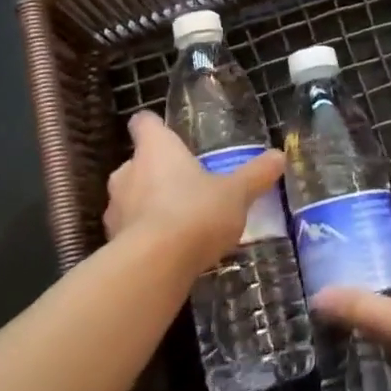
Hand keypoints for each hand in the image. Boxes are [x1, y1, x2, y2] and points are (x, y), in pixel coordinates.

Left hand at [103, 112, 285, 271]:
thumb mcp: (236, 193)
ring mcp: (115, 208)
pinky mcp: (112, 242)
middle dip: (157, 172)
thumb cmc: (195, 213)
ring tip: (179, 222)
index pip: (145, 122)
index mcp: (156, 148)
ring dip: (148, 205)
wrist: (154, 267)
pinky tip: (168, 251)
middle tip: (186, 184)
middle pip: (138, 162)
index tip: (169, 134)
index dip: (155, 126)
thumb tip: (279, 156)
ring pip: (130, 197)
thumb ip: (255, 175)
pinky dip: (144, 236)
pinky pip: (129, 231)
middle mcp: (128, 171)